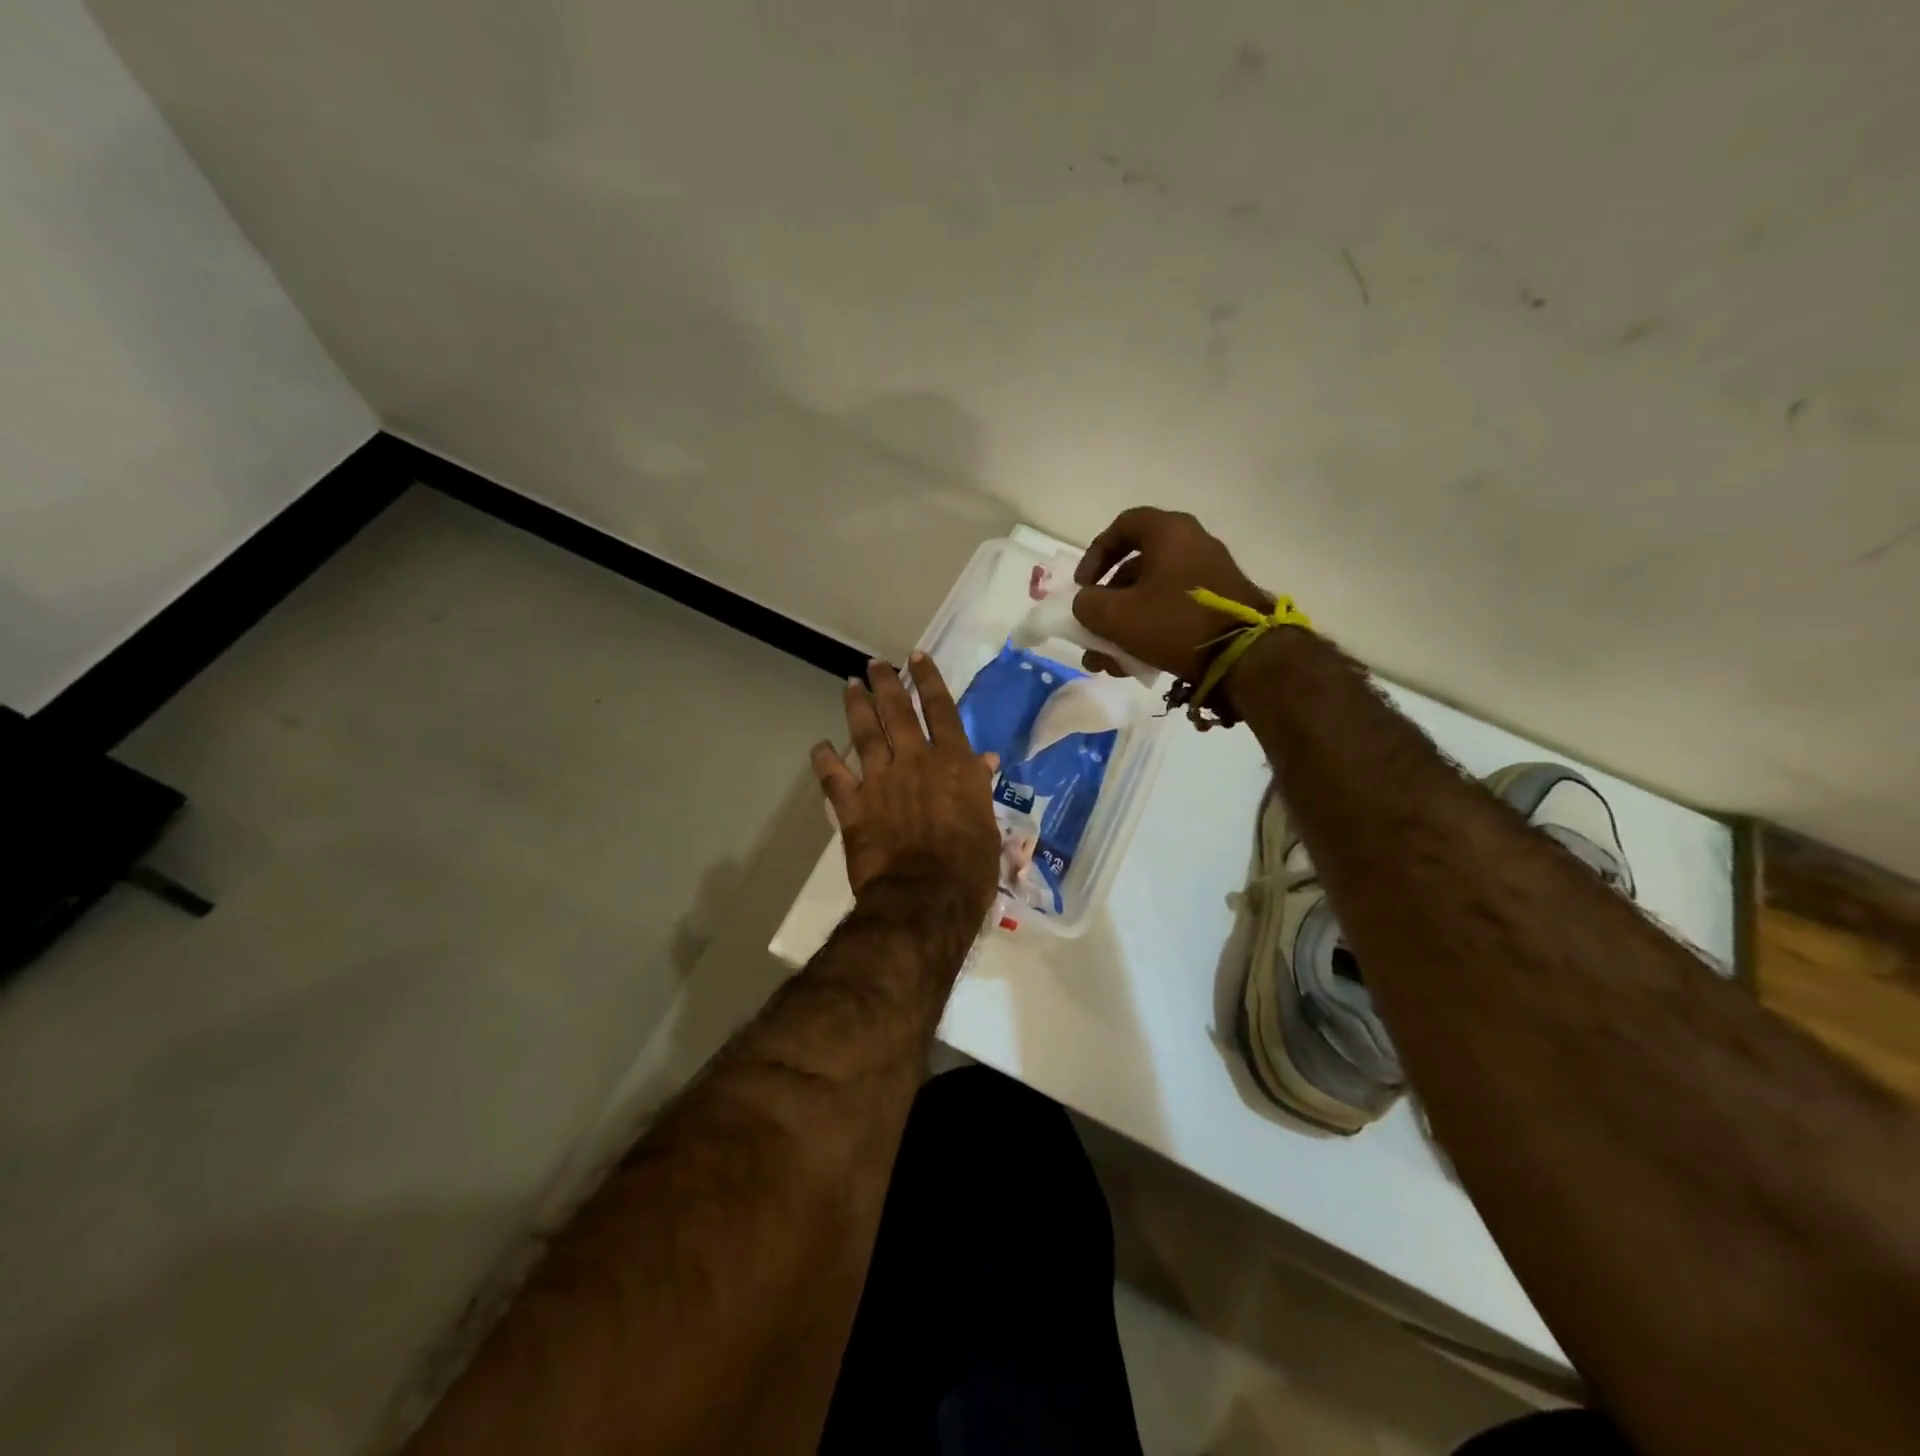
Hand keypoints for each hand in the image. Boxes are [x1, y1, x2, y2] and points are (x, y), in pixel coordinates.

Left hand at [811, 654, 1001, 917]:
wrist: (924, 899)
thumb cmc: (969, 868)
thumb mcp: (988, 826)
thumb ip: (979, 788)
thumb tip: (984, 761)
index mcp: (953, 763)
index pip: (941, 710)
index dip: (928, 680)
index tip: (917, 657)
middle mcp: (915, 761)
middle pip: (898, 712)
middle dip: (886, 684)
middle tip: (875, 665)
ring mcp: (881, 781)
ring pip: (865, 733)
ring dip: (857, 707)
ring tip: (850, 686)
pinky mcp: (853, 806)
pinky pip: (834, 777)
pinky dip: (825, 760)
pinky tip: (820, 747)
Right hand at [1071, 508, 1272, 681]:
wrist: (1245, 656)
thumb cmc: (1175, 623)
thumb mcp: (1116, 616)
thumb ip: (1087, 604)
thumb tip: (1086, 603)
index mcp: (1169, 533)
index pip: (1123, 526)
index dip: (1095, 554)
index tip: (1083, 585)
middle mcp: (1192, 544)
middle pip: (1136, 566)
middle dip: (1107, 602)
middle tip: (1093, 627)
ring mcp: (1209, 575)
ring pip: (1153, 595)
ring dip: (1124, 624)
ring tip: (1107, 660)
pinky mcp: (1219, 604)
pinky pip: (1173, 610)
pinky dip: (1150, 630)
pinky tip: (1134, 664)